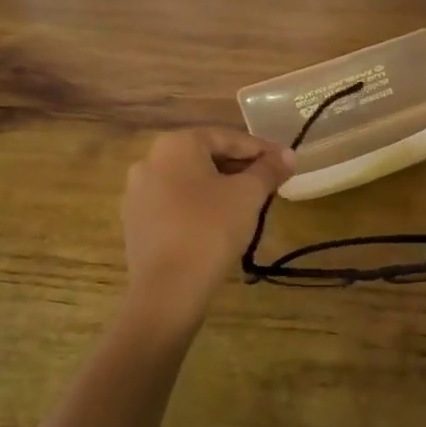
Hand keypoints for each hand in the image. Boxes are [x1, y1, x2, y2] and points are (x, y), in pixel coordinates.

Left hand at [122, 129, 292, 319]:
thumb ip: (269, 170)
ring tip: (248, 203)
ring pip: (190, 181)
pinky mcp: (136, 222)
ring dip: (220, 187)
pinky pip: (175, 204)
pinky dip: (200, 206)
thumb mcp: (248, 195)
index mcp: (175, 145)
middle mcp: (150, 160)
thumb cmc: (211, 229)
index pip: (227, 137)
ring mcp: (138, 193)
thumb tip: (288, 155)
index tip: (286, 163)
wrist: (168, 288)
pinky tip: (219, 223)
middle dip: (240, 168)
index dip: (262, 149)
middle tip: (270, 183)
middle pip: (206, 157)